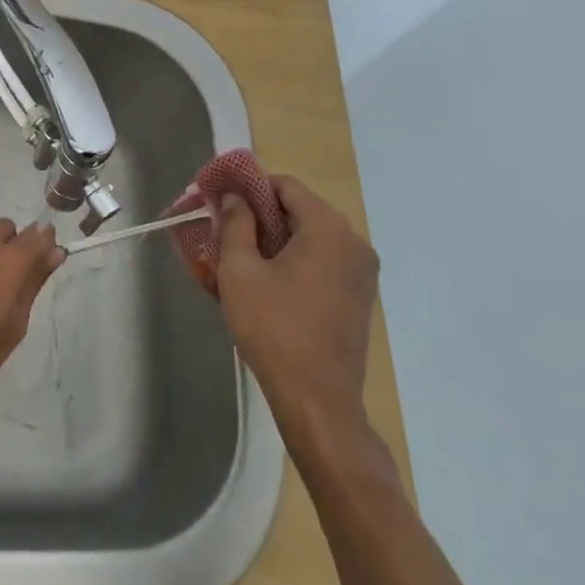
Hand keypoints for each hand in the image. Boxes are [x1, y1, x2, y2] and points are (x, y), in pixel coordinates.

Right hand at [216, 176, 379, 447]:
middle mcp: (353, 241)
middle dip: (261, 215)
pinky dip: (296, 260)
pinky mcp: (360, 296)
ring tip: (243, 260)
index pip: (285, 185)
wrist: (317, 399)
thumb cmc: (273, 328)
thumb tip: (236, 197)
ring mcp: (363, 271)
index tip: (221, 202)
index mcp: (327, 228)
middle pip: (300, 209)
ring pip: (311, 236)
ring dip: (277, 239)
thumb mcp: (240, 271)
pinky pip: (324, 261)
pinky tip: (270, 284)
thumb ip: (236, 224)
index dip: (249, 188)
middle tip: (225, 232)